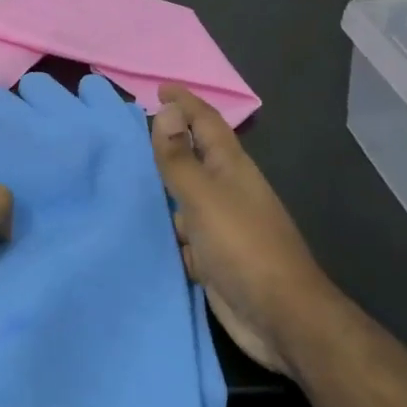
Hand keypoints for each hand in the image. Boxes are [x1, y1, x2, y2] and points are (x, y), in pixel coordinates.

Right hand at [150, 85, 324, 373]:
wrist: (280, 317)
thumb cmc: (242, 247)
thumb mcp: (204, 197)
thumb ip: (179, 158)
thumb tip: (166, 110)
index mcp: (230, 168)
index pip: (205, 122)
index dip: (185, 103)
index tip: (160, 89)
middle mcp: (227, 191)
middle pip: (194, 157)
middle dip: (168, 143)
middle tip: (131, 134)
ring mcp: (223, 225)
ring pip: (185, 198)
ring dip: (163, 189)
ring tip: (126, 180)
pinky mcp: (215, 257)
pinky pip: (184, 234)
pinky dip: (167, 230)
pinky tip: (142, 231)